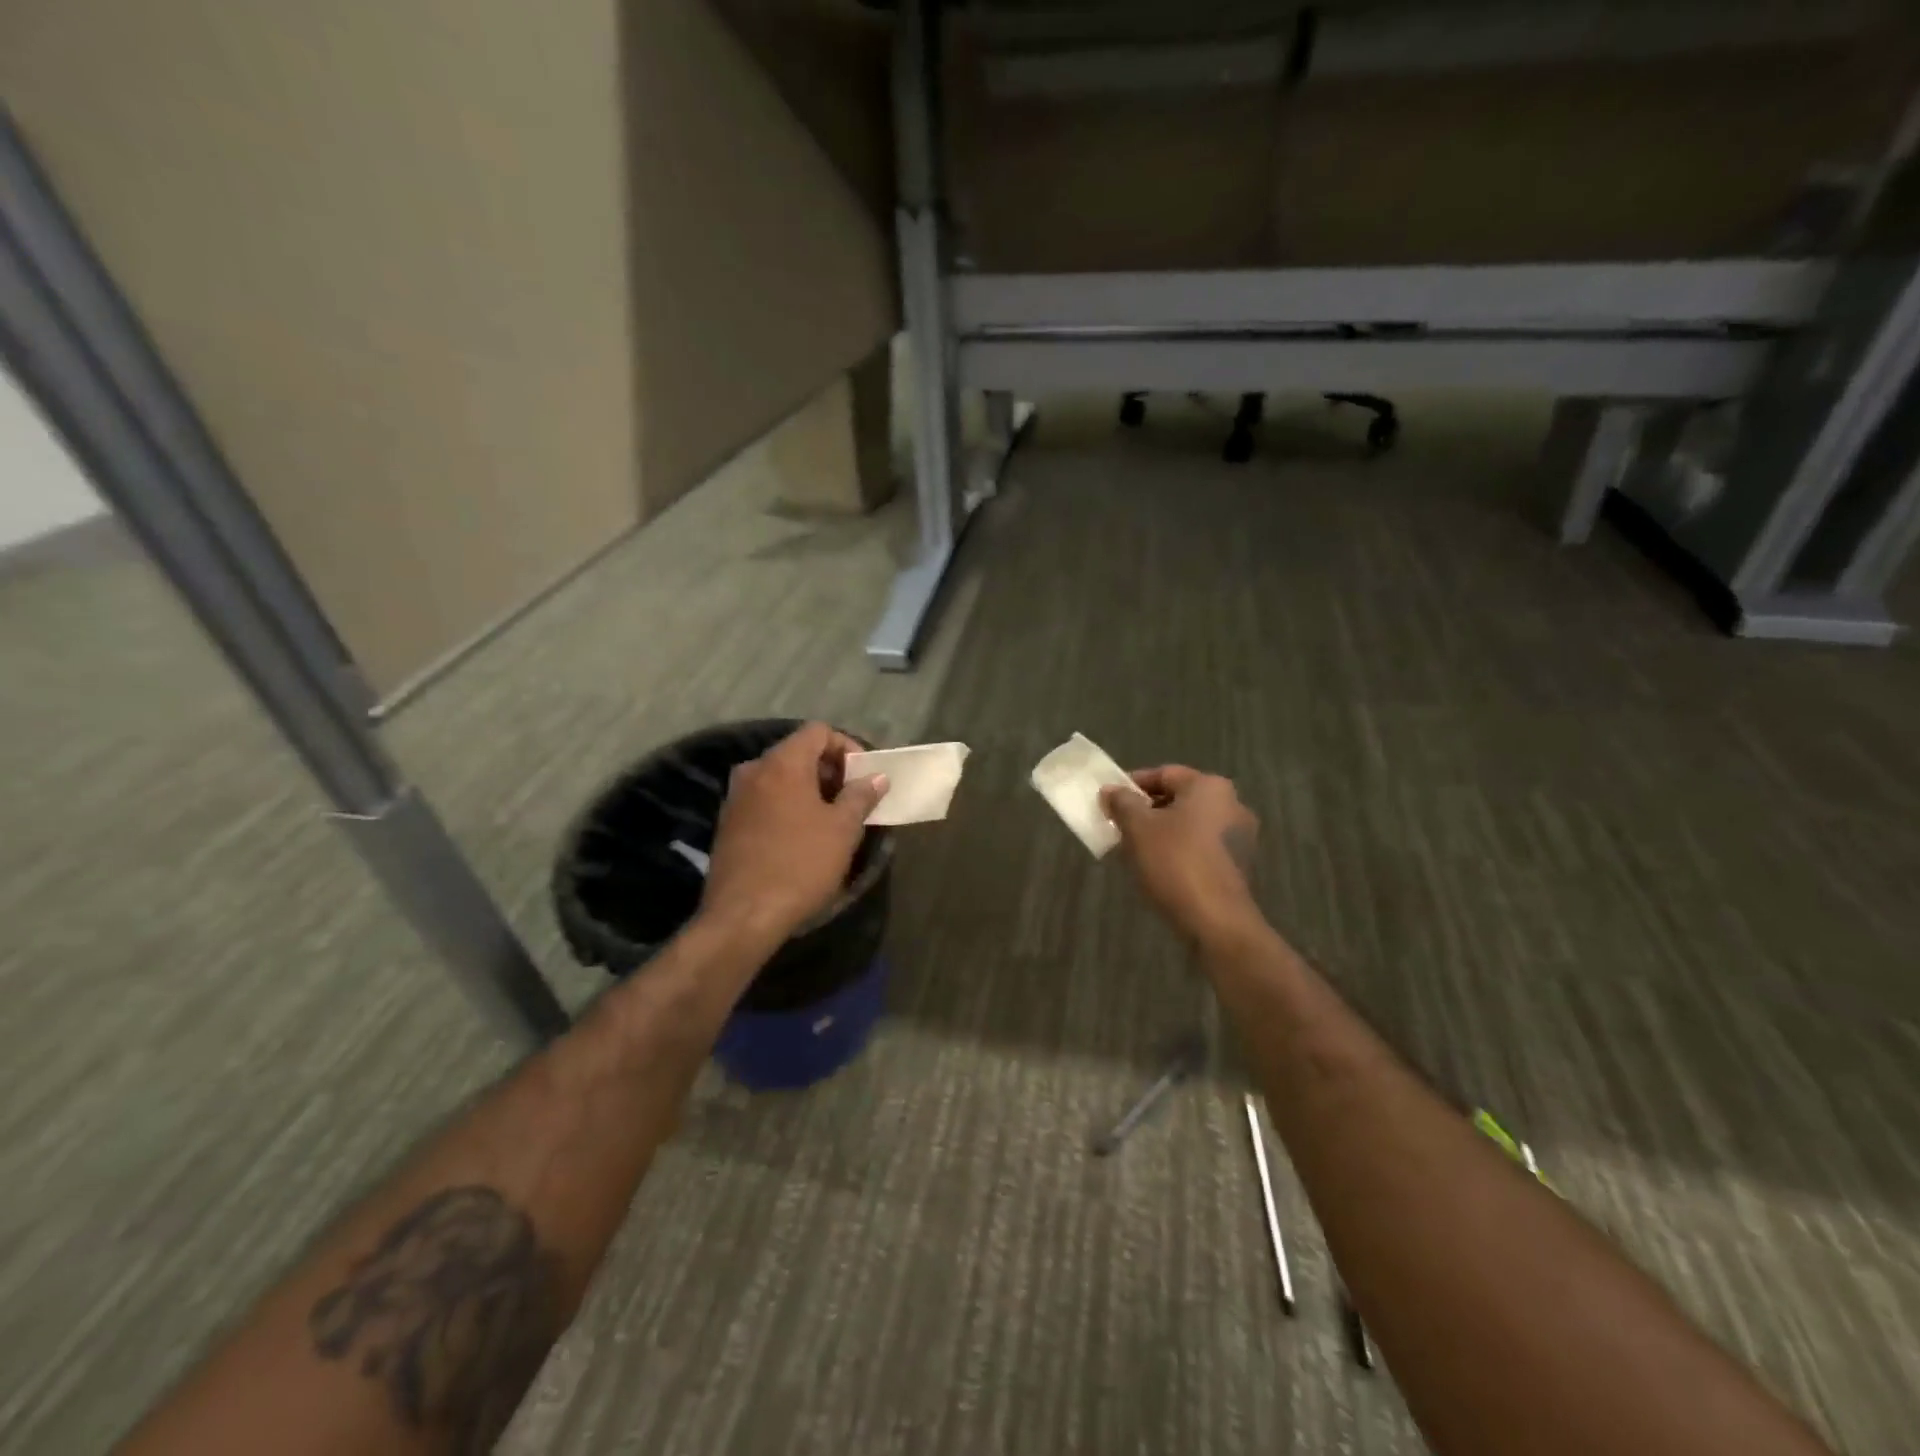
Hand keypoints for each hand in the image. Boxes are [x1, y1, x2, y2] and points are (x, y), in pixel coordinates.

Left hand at [701, 722, 888, 940]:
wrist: (743, 915)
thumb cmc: (800, 864)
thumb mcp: (842, 830)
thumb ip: (861, 796)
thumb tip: (876, 777)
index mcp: (782, 763)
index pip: (818, 731)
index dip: (847, 747)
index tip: (864, 777)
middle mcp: (754, 770)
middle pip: (797, 752)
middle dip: (829, 770)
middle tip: (853, 799)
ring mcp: (736, 797)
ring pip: (780, 777)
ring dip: (809, 790)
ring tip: (831, 820)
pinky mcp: (728, 823)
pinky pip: (765, 799)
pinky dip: (787, 806)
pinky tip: (802, 836)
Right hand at [1101, 765, 1260, 942]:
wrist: (1216, 921)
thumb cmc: (1175, 863)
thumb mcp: (1137, 828)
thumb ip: (1122, 803)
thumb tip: (1111, 790)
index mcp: (1209, 787)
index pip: (1163, 774)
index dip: (1131, 785)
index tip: (1109, 802)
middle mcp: (1231, 804)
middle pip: (1178, 798)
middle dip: (1146, 811)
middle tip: (1118, 826)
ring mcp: (1239, 836)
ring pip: (1188, 824)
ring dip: (1160, 832)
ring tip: (1133, 850)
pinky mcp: (1237, 864)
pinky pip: (1200, 846)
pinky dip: (1178, 850)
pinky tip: (1157, 868)